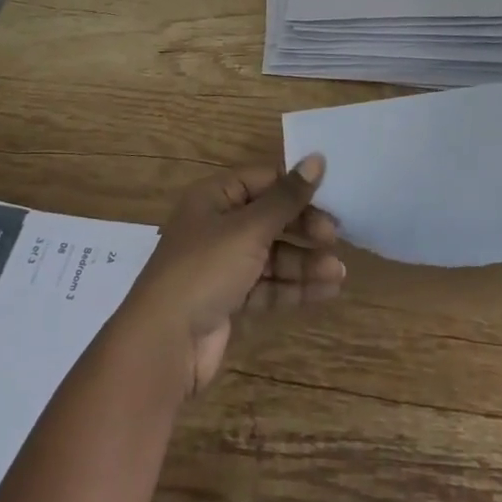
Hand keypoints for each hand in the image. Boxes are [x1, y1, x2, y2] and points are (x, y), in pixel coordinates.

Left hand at [115, 156, 345, 396]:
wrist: (164, 343)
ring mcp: (222, 265)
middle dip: (303, 228)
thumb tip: (318, 158)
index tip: (331, 196)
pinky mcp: (229, 299)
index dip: (295, 187)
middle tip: (335, 237)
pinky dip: (293, 287)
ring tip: (338, 274)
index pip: (263, 180)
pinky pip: (267, 285)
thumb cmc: (205, 269)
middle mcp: (217, 226)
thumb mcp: (249, 228)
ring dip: (304, 262)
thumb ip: (287, 198)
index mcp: (214, 197)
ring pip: (271, 255)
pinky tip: (325, 291)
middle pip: (269, 218)